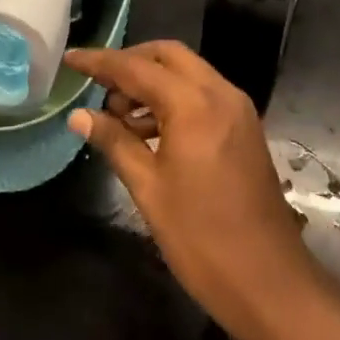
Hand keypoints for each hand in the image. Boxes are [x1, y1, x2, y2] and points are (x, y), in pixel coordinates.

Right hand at [67, 41, 322, 339]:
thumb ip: (114, 142)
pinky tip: (149, 130)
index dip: (100, 61)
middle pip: (168, 56)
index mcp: (194, 104)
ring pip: (188, 73)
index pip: (137, 68)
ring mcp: (237, 109)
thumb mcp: (148, 189)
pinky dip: (174, 99)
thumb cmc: (201, 238)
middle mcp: (220, 93)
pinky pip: (203, 94)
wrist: (269, 282)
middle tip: (97, 86)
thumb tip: (79, 115)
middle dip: (131, 63)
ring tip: (118, 116)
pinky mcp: (245, 127)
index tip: (70, 59)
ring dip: (152, 82)